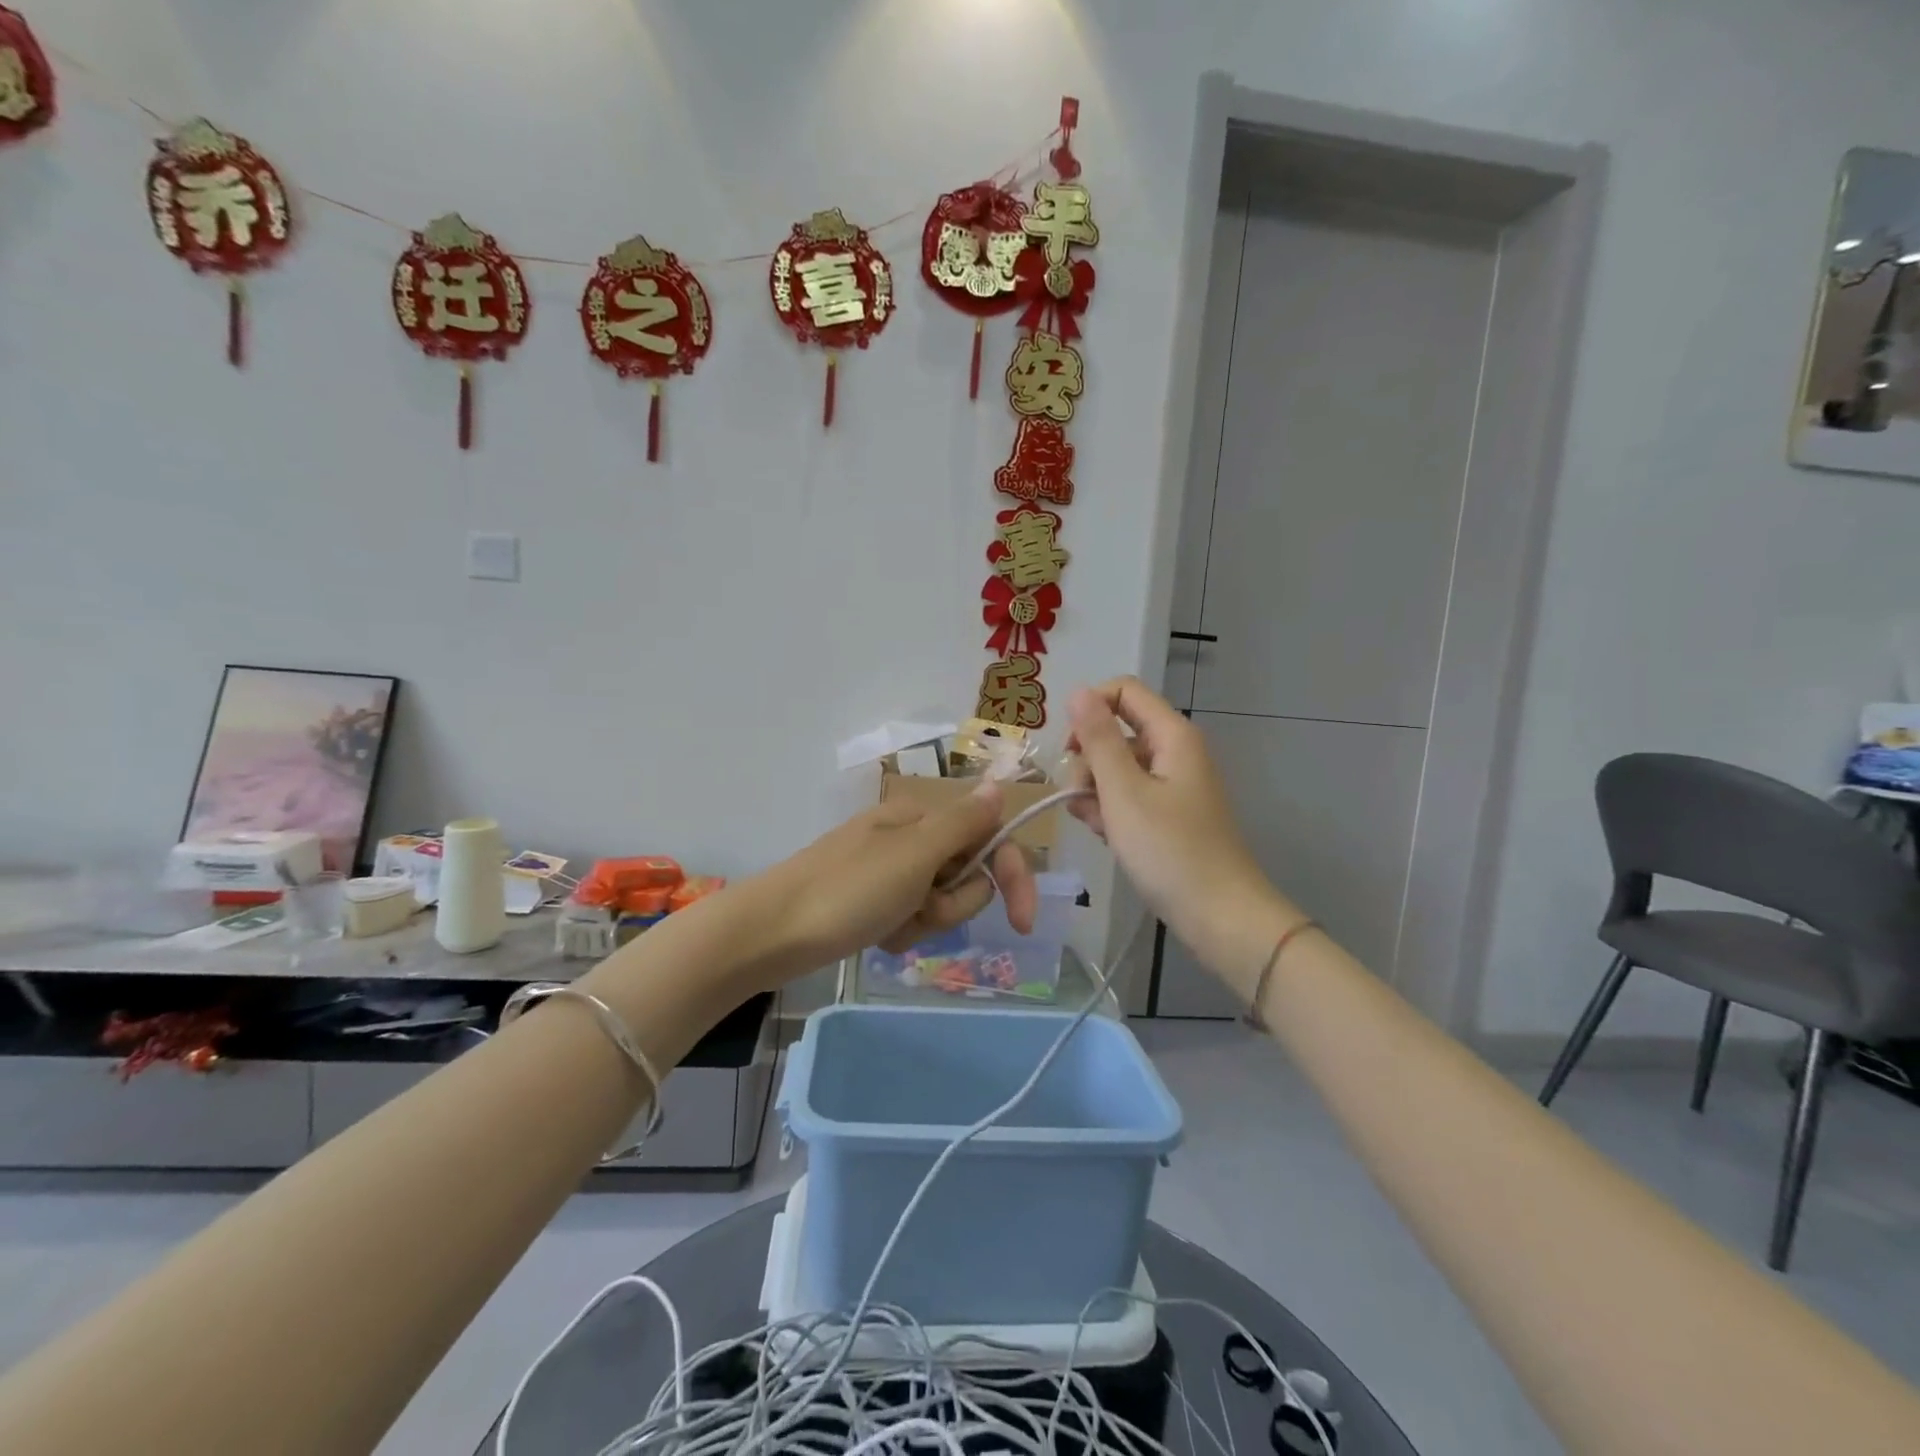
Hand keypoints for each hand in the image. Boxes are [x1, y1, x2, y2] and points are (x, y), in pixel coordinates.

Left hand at [748, 783, 1037, 981]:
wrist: (771, 933)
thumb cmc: (847, 890)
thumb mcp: (914, 854)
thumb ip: (963, 822)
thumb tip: (999, 784)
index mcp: (922, 818)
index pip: (990, 837)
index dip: (1012, 876)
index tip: (1023, 922)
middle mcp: (911, 839)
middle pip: (967, 875)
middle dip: (951, 903)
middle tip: (916, 907)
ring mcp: (891, 872)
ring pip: (942, 902)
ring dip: (925, 921)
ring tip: (889, 924)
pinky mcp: (874, 903)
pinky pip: (912, 919)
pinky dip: (902, 933)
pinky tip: (876, 936)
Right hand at [1066, 679, 1301, 990]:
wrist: (1220, 916)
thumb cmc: (1169, 850)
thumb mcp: (1123, 792)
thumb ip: (1098, 739)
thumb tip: (1078, 692)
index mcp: (1171, 735)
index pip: (1123, 691)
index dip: (1089, 710)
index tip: (1069, 749)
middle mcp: (1173, 751)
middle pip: (1116, 732)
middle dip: (1088, 761)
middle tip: (1080, 798)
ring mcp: (1172, 784)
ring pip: (1117, 768)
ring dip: (1096, 791)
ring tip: (1098, 826)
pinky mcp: (1168, 814)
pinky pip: (1129, 796)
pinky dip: (1112, 812)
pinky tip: (1108, 837)